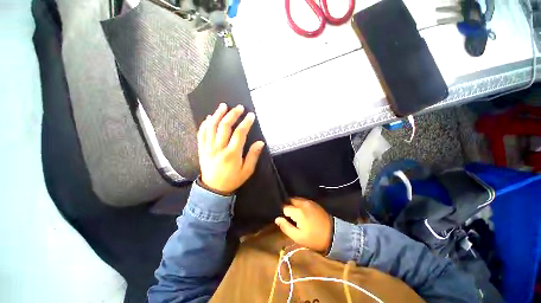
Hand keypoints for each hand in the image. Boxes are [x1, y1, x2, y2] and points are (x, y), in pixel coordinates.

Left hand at [197, 103, 264, 194]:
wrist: (213, 189)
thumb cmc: (232, 180)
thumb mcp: (247, 171)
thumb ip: (253, 155)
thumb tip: (260, 142)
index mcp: (231, 154)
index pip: (239, 133)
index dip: (246, 123)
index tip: (251, 115)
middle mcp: (218, 148)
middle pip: (224, 126)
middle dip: (232, 114)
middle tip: (239, 108)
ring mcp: (208, 148)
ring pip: (211, 127)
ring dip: (218, 114)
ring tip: (223, 106)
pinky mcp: (201, 149)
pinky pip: (201, 133)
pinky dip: (205, 124)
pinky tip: (210, 117)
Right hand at [275, 198, 332, 252]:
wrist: (333, 235)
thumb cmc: (314, 238)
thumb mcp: (298, 237)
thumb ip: (286, 227)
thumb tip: (277, 219)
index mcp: (298, 211)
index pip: (284, 207)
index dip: (283, 214)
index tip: (286, 220)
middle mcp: (302, 203)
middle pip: (290, 200)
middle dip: (288, 206)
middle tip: (290, 217)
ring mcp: (309, 202)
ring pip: (296, 199)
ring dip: (294, 205)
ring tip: (295, 214)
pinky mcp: (314, 203)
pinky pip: (303, 200)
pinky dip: (300, 204)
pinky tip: (302, 212)